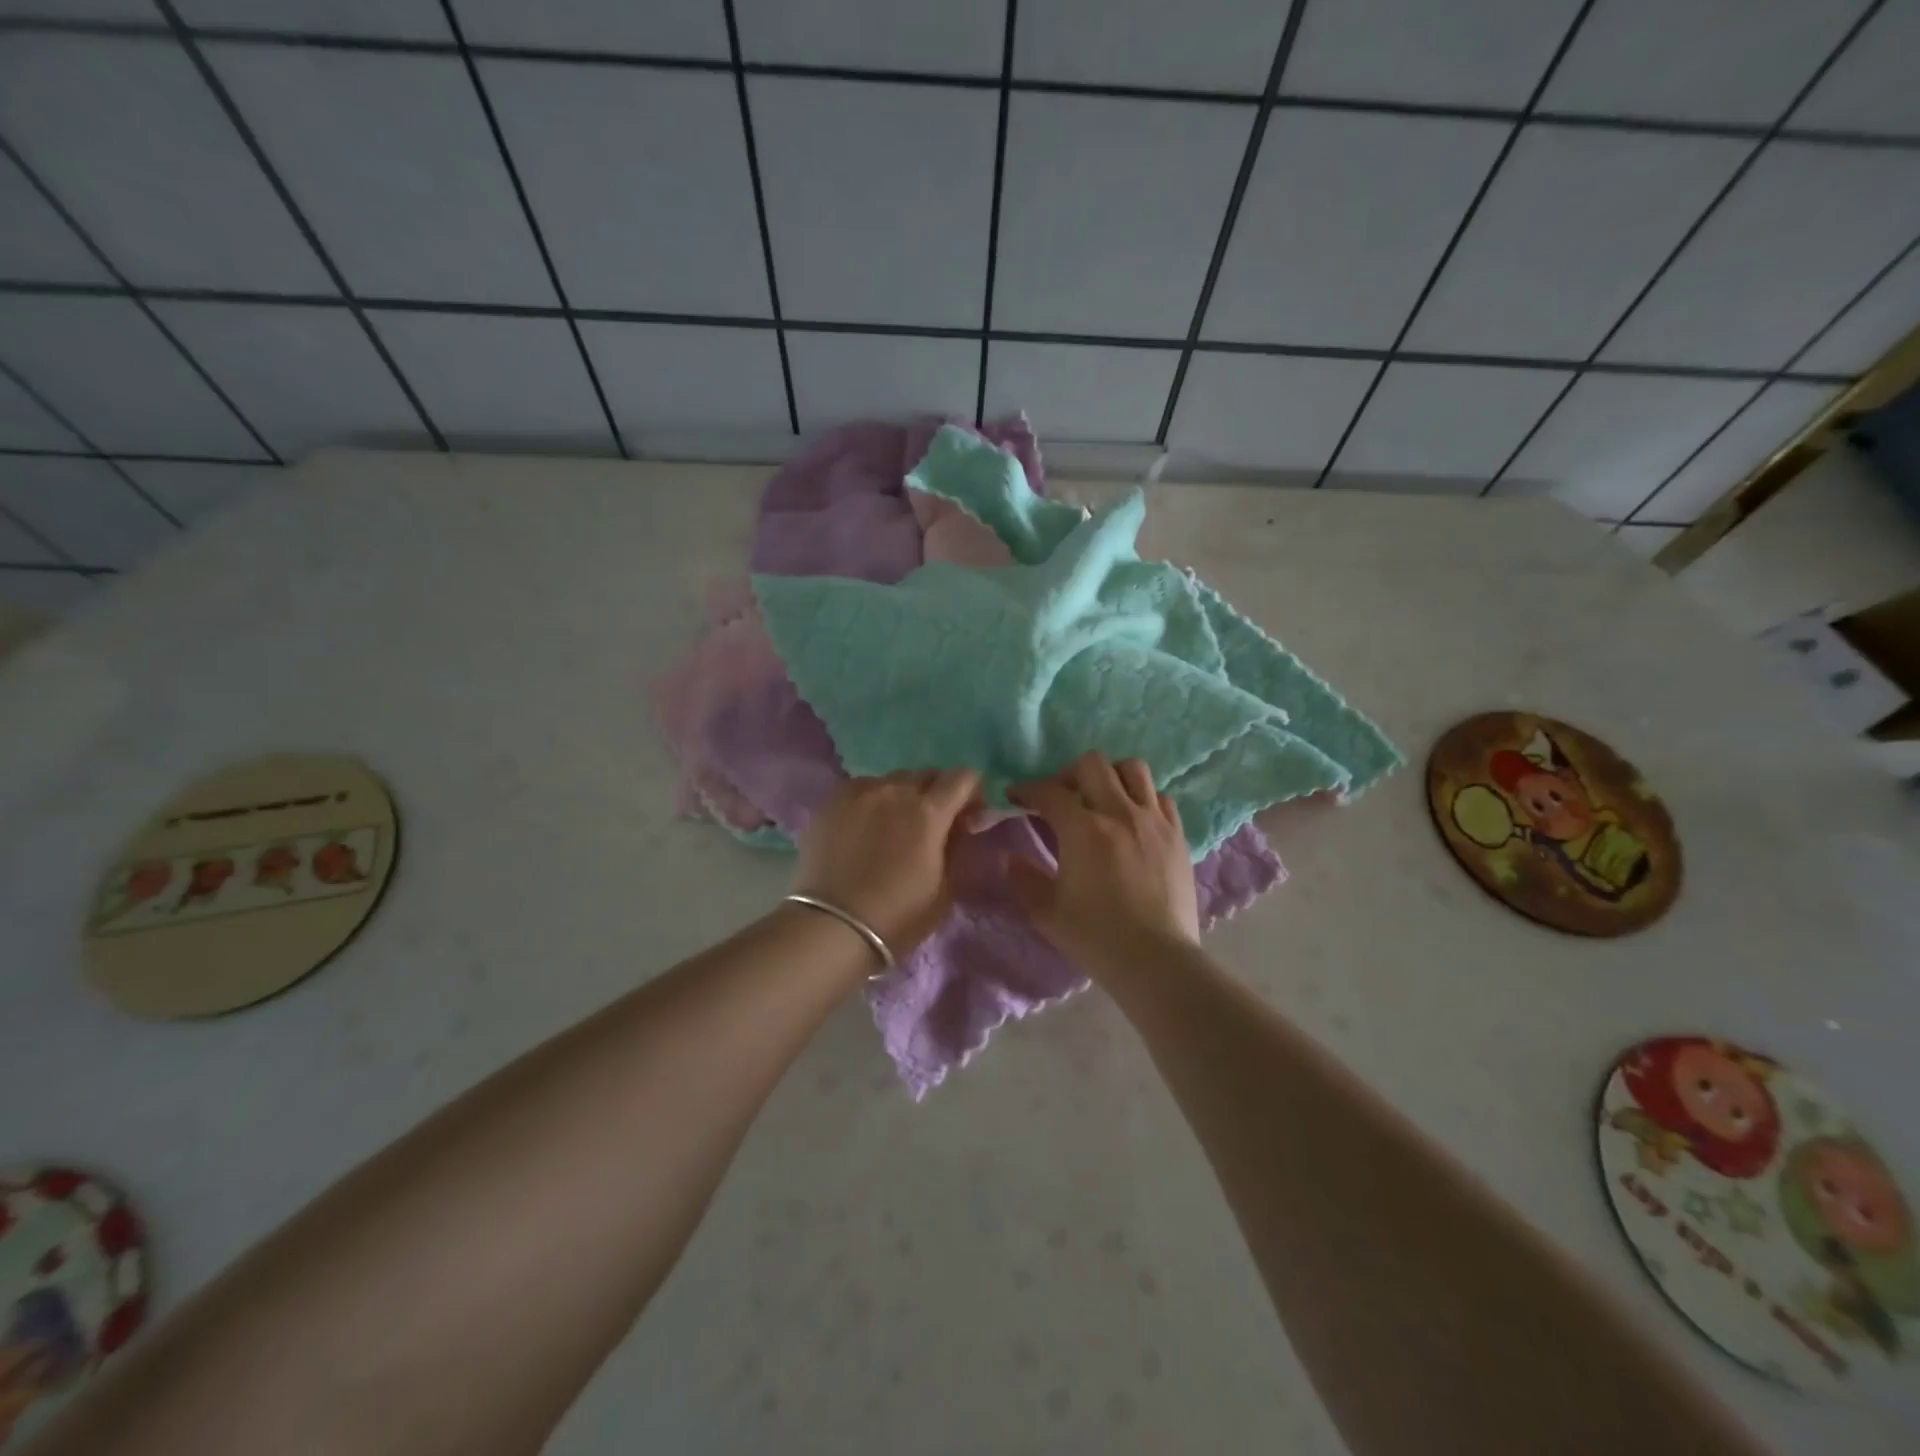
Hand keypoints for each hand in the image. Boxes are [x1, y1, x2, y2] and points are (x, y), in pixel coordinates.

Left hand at [792, 770, 980, 957]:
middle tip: (932, 823)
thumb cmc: (897, 916)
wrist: (832, 926)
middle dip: (938, 793)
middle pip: (927, 775)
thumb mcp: (945, 889)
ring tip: (894, 824)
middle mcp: (897, 791)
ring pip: (892, 780)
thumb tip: (959, 827)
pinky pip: (862, 788)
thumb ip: (956, 848)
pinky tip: (864, 826)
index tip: (968, 815)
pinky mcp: (832, 801)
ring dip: (903, 796)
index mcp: (930, 812)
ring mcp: (861, 792)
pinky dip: (872, 800)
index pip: (963, 777)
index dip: (972, 792)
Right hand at [1008, 752, 1199, 970]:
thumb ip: (1024, 879)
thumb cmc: (1097, 938)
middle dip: (1068, 774)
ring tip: (1100, 799)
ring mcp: (1154, 821)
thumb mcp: (1047, 912)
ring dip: (1110, 777)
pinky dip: (1142, 799)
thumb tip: (1010, 858)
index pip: (1049, 792)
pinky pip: (1161, 798)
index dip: (1027, 789)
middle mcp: (1120, 813)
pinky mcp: (1178, 836)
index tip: (1016, 797)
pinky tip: (1133, 820)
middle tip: (1060, 797)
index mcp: (1084, 830)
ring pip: (1133, 769)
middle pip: (1092, 764)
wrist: (1157, 962)